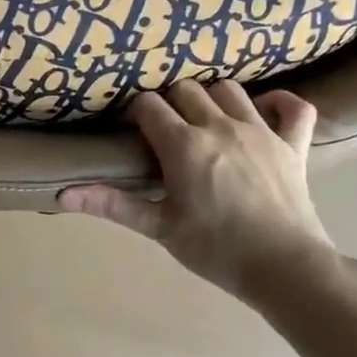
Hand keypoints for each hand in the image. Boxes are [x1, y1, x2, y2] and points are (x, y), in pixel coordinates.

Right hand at [59, 82, 337, 307]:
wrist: (283, 267)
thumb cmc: (214, 249)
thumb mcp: (158, 227)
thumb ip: (112, 205)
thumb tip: (63, 195)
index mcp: (184, 145)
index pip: (149, 105)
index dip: (136, 113)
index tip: (133, 131)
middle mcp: (221, 126)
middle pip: (186, 89)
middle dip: (170, 102)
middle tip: (166, 130)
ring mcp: (262, 130)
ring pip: (230, 89)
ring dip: (213, 98)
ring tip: (206, 121)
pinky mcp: (293, 144)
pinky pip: (293, 106)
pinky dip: (278, 103)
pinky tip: (264, 114)